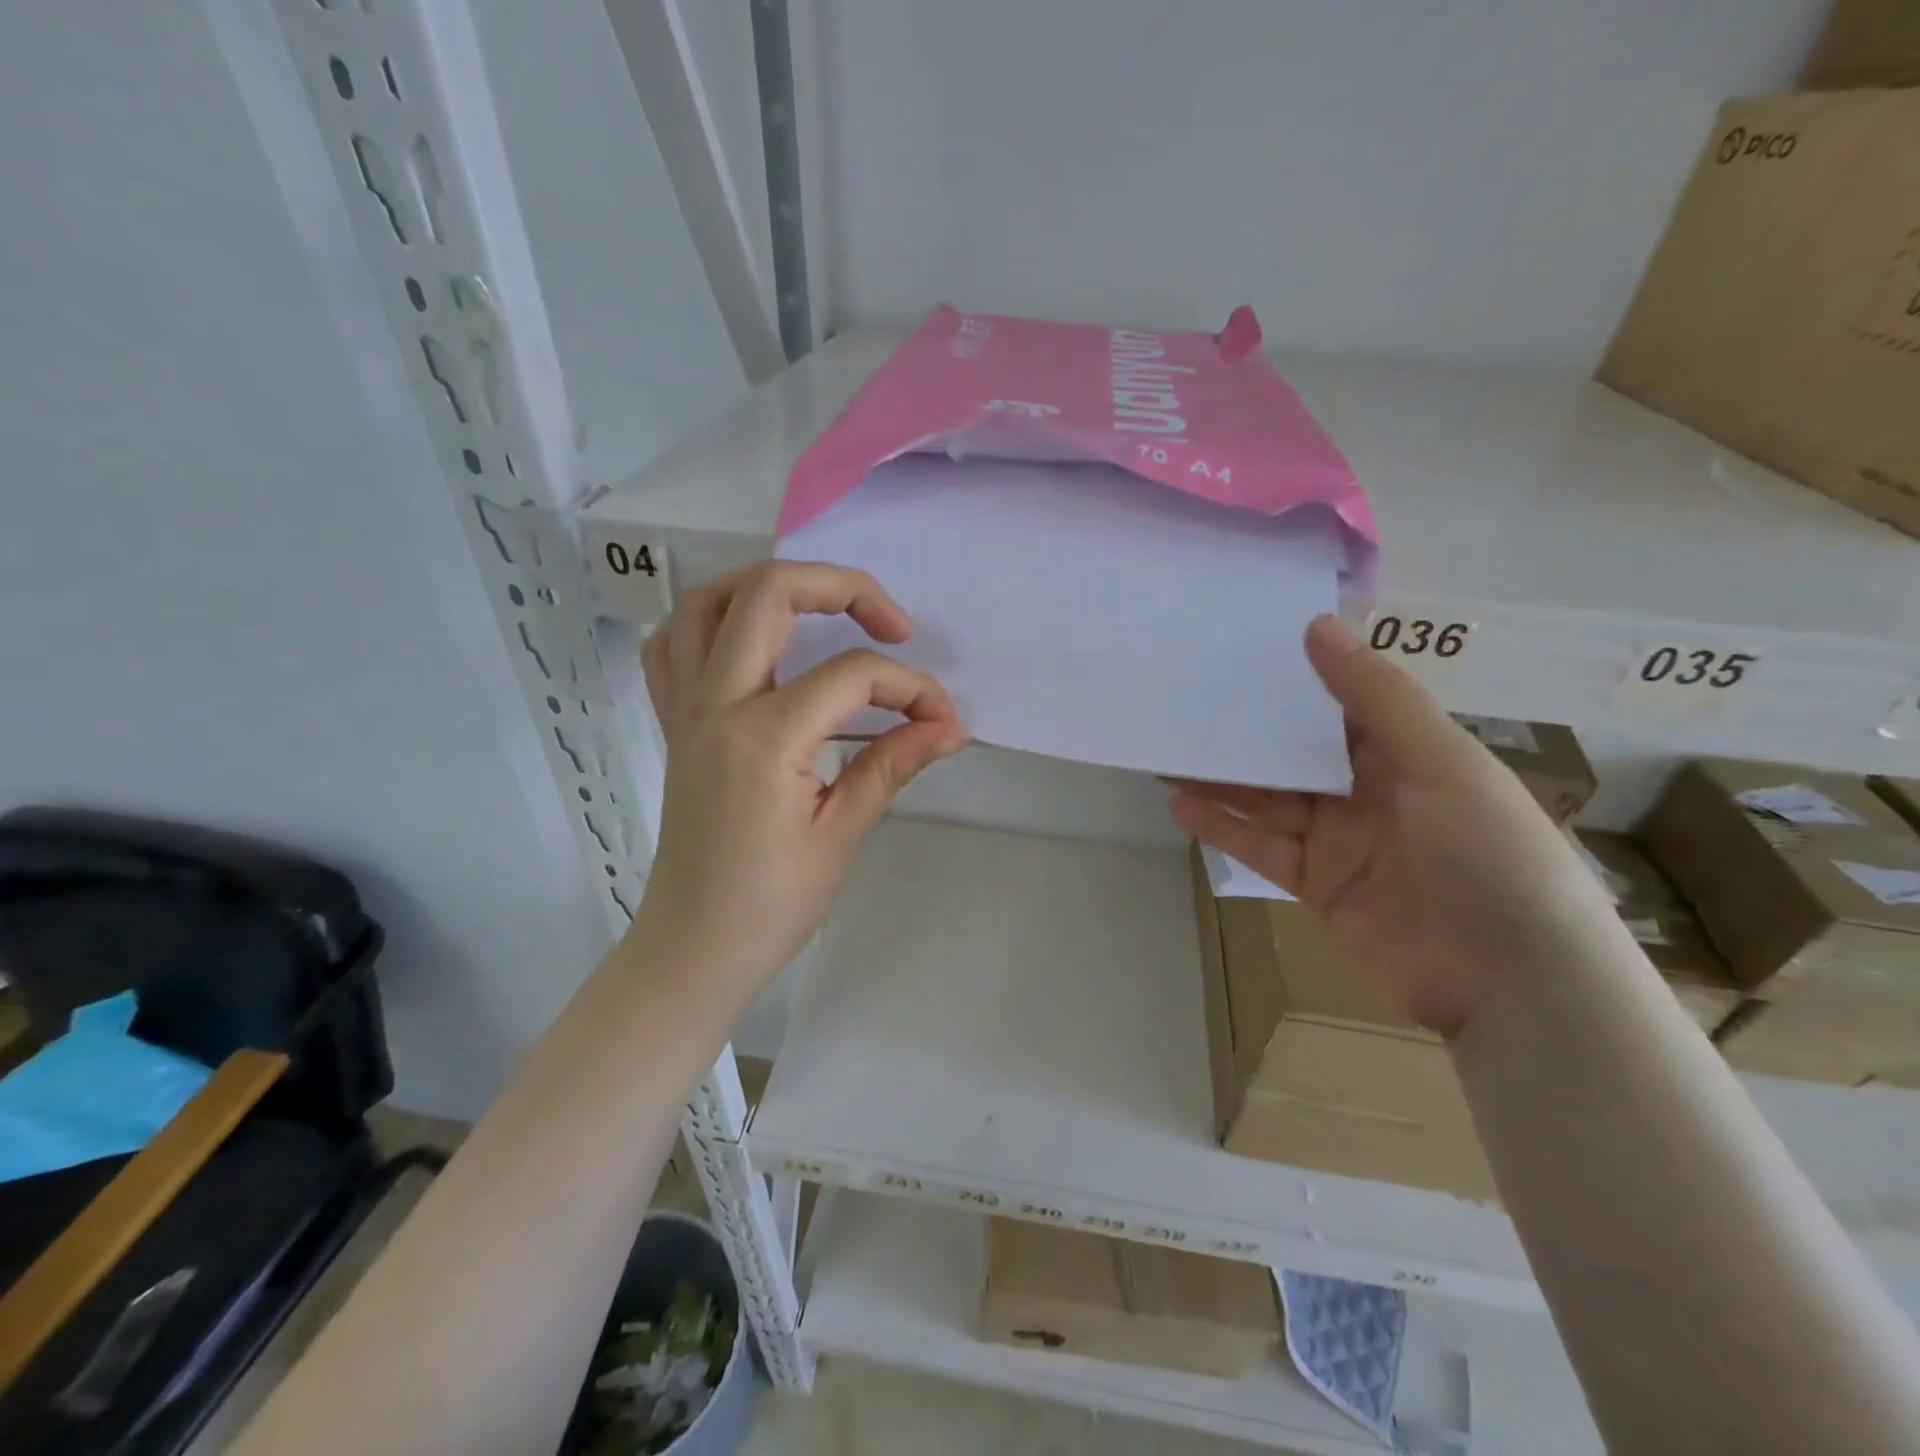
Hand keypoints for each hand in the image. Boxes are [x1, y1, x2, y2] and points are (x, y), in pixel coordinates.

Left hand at [636, 561, 967, 1008]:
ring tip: (822, 608)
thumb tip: (947, 728)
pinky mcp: (674, 723)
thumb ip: (892, 765)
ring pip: (707, 602)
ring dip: (769, 587)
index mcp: (764, 737)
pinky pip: (672, 645)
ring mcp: (686, 709)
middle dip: (844, 588)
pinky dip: (711, 622)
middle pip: (770, 594)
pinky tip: (751, 641)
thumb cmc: (770, 906)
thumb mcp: (841, 835)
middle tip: (893, 625)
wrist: (693, 950)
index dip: (912, 689)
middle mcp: (716, 704)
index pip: (852, 676)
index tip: (943, 724)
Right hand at [1170, 617, 1617, 1038]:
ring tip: (1168, 752)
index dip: (1293, 677)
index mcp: (1407, 752)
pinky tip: (1182, 806)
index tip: (1237, 649)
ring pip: (1269, 798)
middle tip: (1186, 700)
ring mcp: (1339, 839)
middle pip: (1294, 753)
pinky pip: (1261, 846)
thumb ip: (1376, 697)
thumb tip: (1317, 625)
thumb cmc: (1488, 854)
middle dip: (1246, 731)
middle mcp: (1369, 790)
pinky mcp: (1315, 883)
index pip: (1339, 703)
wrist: (1511, 983)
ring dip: (1222, 779)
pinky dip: (1223, 827)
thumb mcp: (1440, 762)